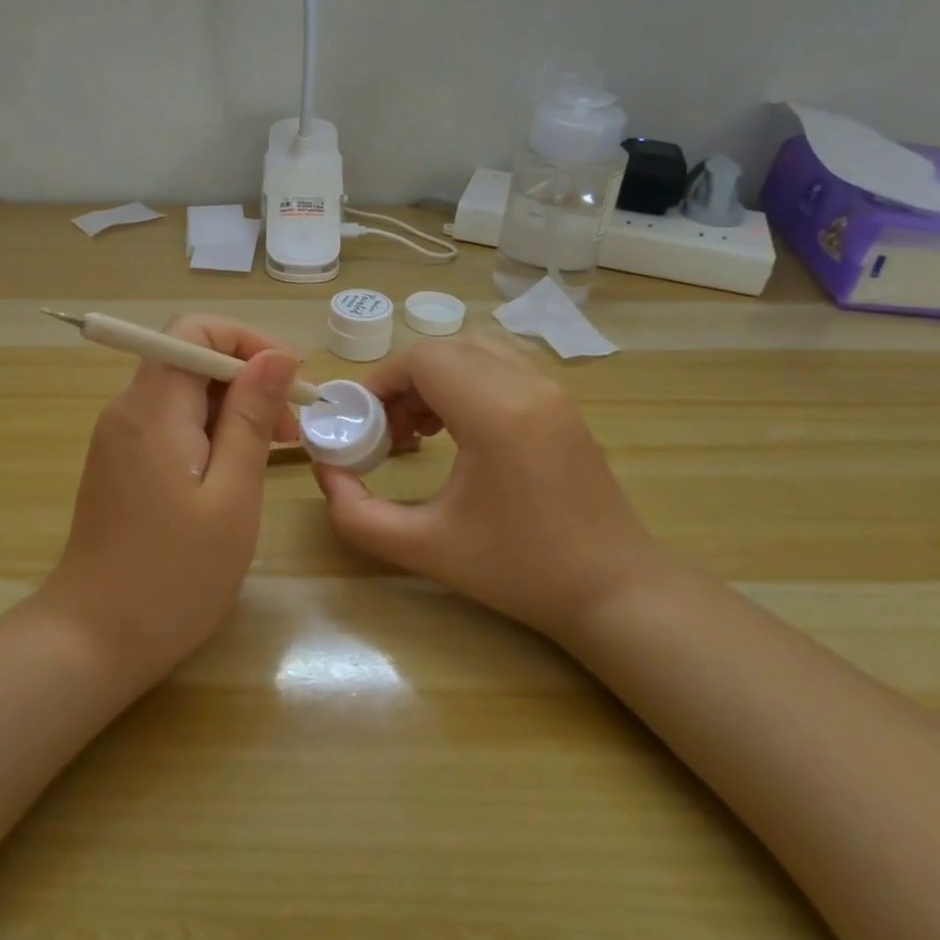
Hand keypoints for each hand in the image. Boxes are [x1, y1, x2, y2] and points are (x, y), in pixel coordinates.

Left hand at [41, 315, 303, 686]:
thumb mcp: (232, 495)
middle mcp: (127, 410)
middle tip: (290, 431)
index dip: (247, 341)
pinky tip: (233, 472)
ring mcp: (118, 437)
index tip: (290, 381)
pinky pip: (169, 424)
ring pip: (182, 392)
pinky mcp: (120, 463)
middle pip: (189, 358)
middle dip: (246, 380)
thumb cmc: (174, 575)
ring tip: (271, 454)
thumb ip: (251, 418)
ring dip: (231, 409)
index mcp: (152, 409)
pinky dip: (208, 432)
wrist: (94, 639)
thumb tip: (276, 355)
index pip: (194, 329)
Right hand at [313, 333, 663, 637]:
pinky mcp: (563, 404)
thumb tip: (326, 473)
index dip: (381, 381)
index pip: (423, 359)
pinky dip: (467, 381)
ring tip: (420, 430)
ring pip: (475, 351)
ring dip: (436, 378)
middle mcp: (528, 386)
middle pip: (446, 349)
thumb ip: (357, 514)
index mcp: (496, 414)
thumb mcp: (424, 549)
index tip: (362, 422)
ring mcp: (552, 391)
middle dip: (404, 381)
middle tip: (389, 432)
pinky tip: (458, 431)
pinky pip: (502, 366)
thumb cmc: (518, 571)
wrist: (613, 591)